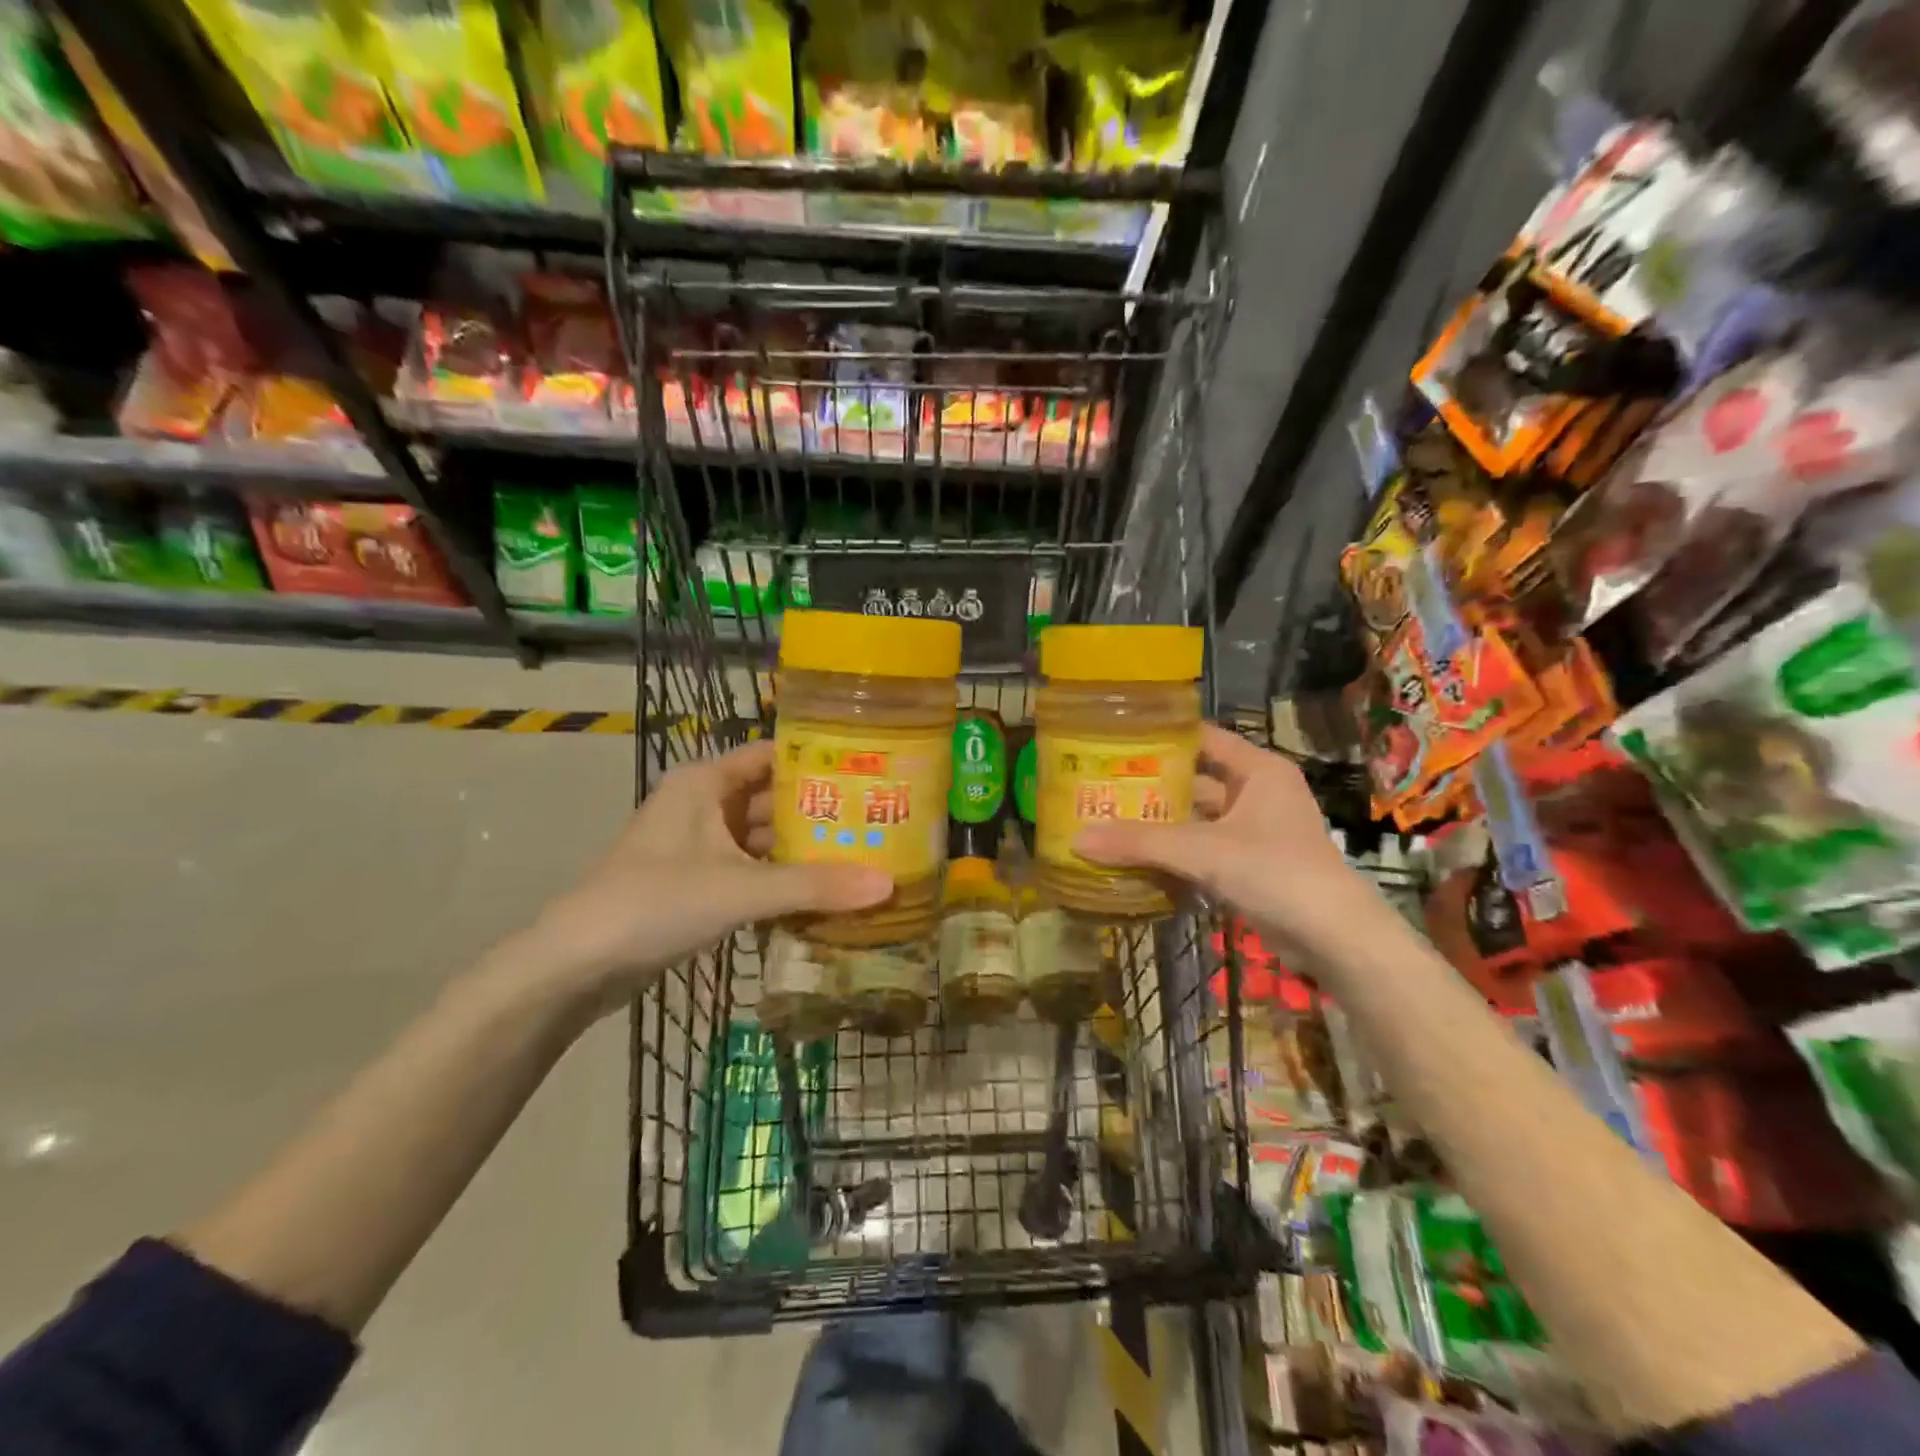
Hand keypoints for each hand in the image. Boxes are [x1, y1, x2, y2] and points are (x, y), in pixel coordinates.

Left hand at [512, 741, 891, 1014]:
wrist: (576, 966)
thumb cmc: (654, 903)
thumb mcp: (739, 889)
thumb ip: (813, 886)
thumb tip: (888, 883)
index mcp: (705, 783)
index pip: (772, 755)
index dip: (818, 760)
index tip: (870, 770)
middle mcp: (703, 805)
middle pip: (774, 799)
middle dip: (821, 813)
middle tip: (879, 821)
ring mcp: (699, 846)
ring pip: (764, 839)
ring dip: (804, 851)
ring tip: (863, 857)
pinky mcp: (698, 883)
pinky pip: (752, 871)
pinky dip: (783, 880)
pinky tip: (824, 894)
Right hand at [1075, 724, 1380, 958]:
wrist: (1335, 938)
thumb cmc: (1275, 871)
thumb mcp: (1202, 851)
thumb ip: (1140, 843)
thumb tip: (1077, 839)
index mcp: (1258, 770)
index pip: (1204, 738)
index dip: (1163, 737)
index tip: (1118, 740)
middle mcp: (1259, 793)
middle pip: (1197, 780)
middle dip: (1154, 785)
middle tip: (1105, 785)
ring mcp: (1258, 831)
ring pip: (1200, 818)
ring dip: (1163, 823)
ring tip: (1112, 820)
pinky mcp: (1254, 865)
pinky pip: (1206, 849)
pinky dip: (1178, 853)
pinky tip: (1139, 858)